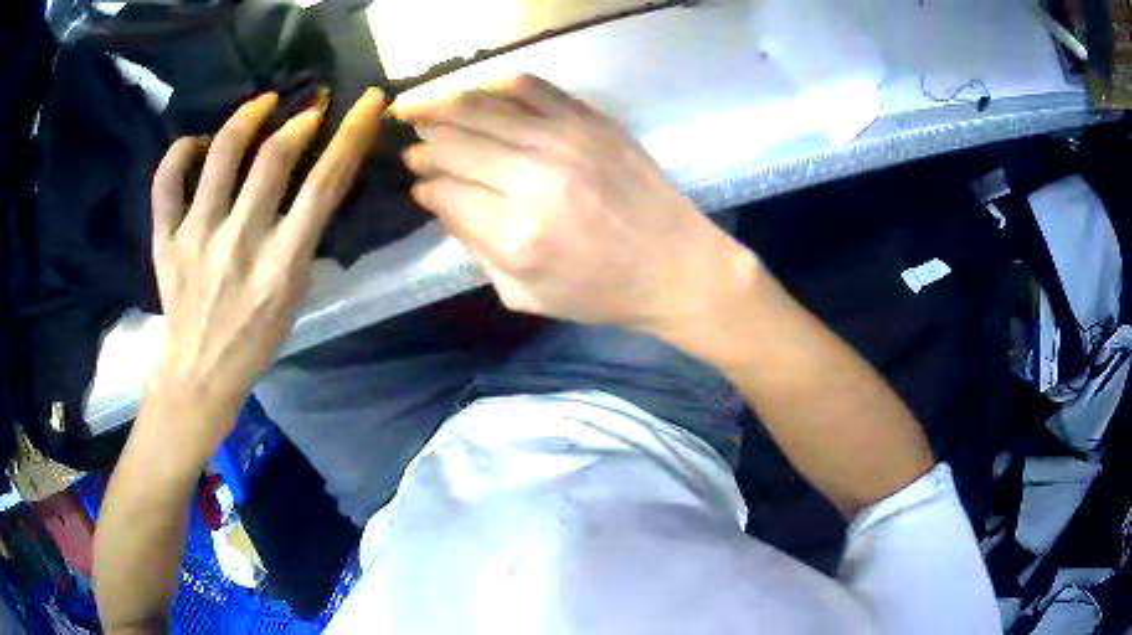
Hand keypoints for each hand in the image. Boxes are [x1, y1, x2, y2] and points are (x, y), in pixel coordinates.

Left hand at [147, 88, 384, 453]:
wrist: (198, 375)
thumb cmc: (252, 342)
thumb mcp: (294, 297)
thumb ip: (302, 240)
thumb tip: (309, 186)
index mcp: (282, 265)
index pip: (325, 184)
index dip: (351, 134)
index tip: (366, 100)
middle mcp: (240, 242)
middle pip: (275, 157)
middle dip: (301, 120)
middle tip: (309, 110)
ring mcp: (197, 237)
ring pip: (222, 153)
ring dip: (248, 116)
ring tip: (262, 104)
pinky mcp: (165, 240)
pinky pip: (166, 181)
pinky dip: (181, 151)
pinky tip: (197, 142)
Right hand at [395, 75, 755, 334]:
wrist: (676, 266)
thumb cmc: (601, 293)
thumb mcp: (524, 294)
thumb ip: (475, 247)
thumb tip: (441, 201)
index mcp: (516, 235)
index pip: (445, 193)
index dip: (424, 187)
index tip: (417, 185)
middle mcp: (534, 180)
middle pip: (456, 145)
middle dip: (424, 145)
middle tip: (411, 146)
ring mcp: (565, 142)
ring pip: (483, 108)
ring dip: (442, 105)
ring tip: (418, 107)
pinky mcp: (592, 121)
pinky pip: (531, 87)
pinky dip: (495, 85)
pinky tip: (478, 92)